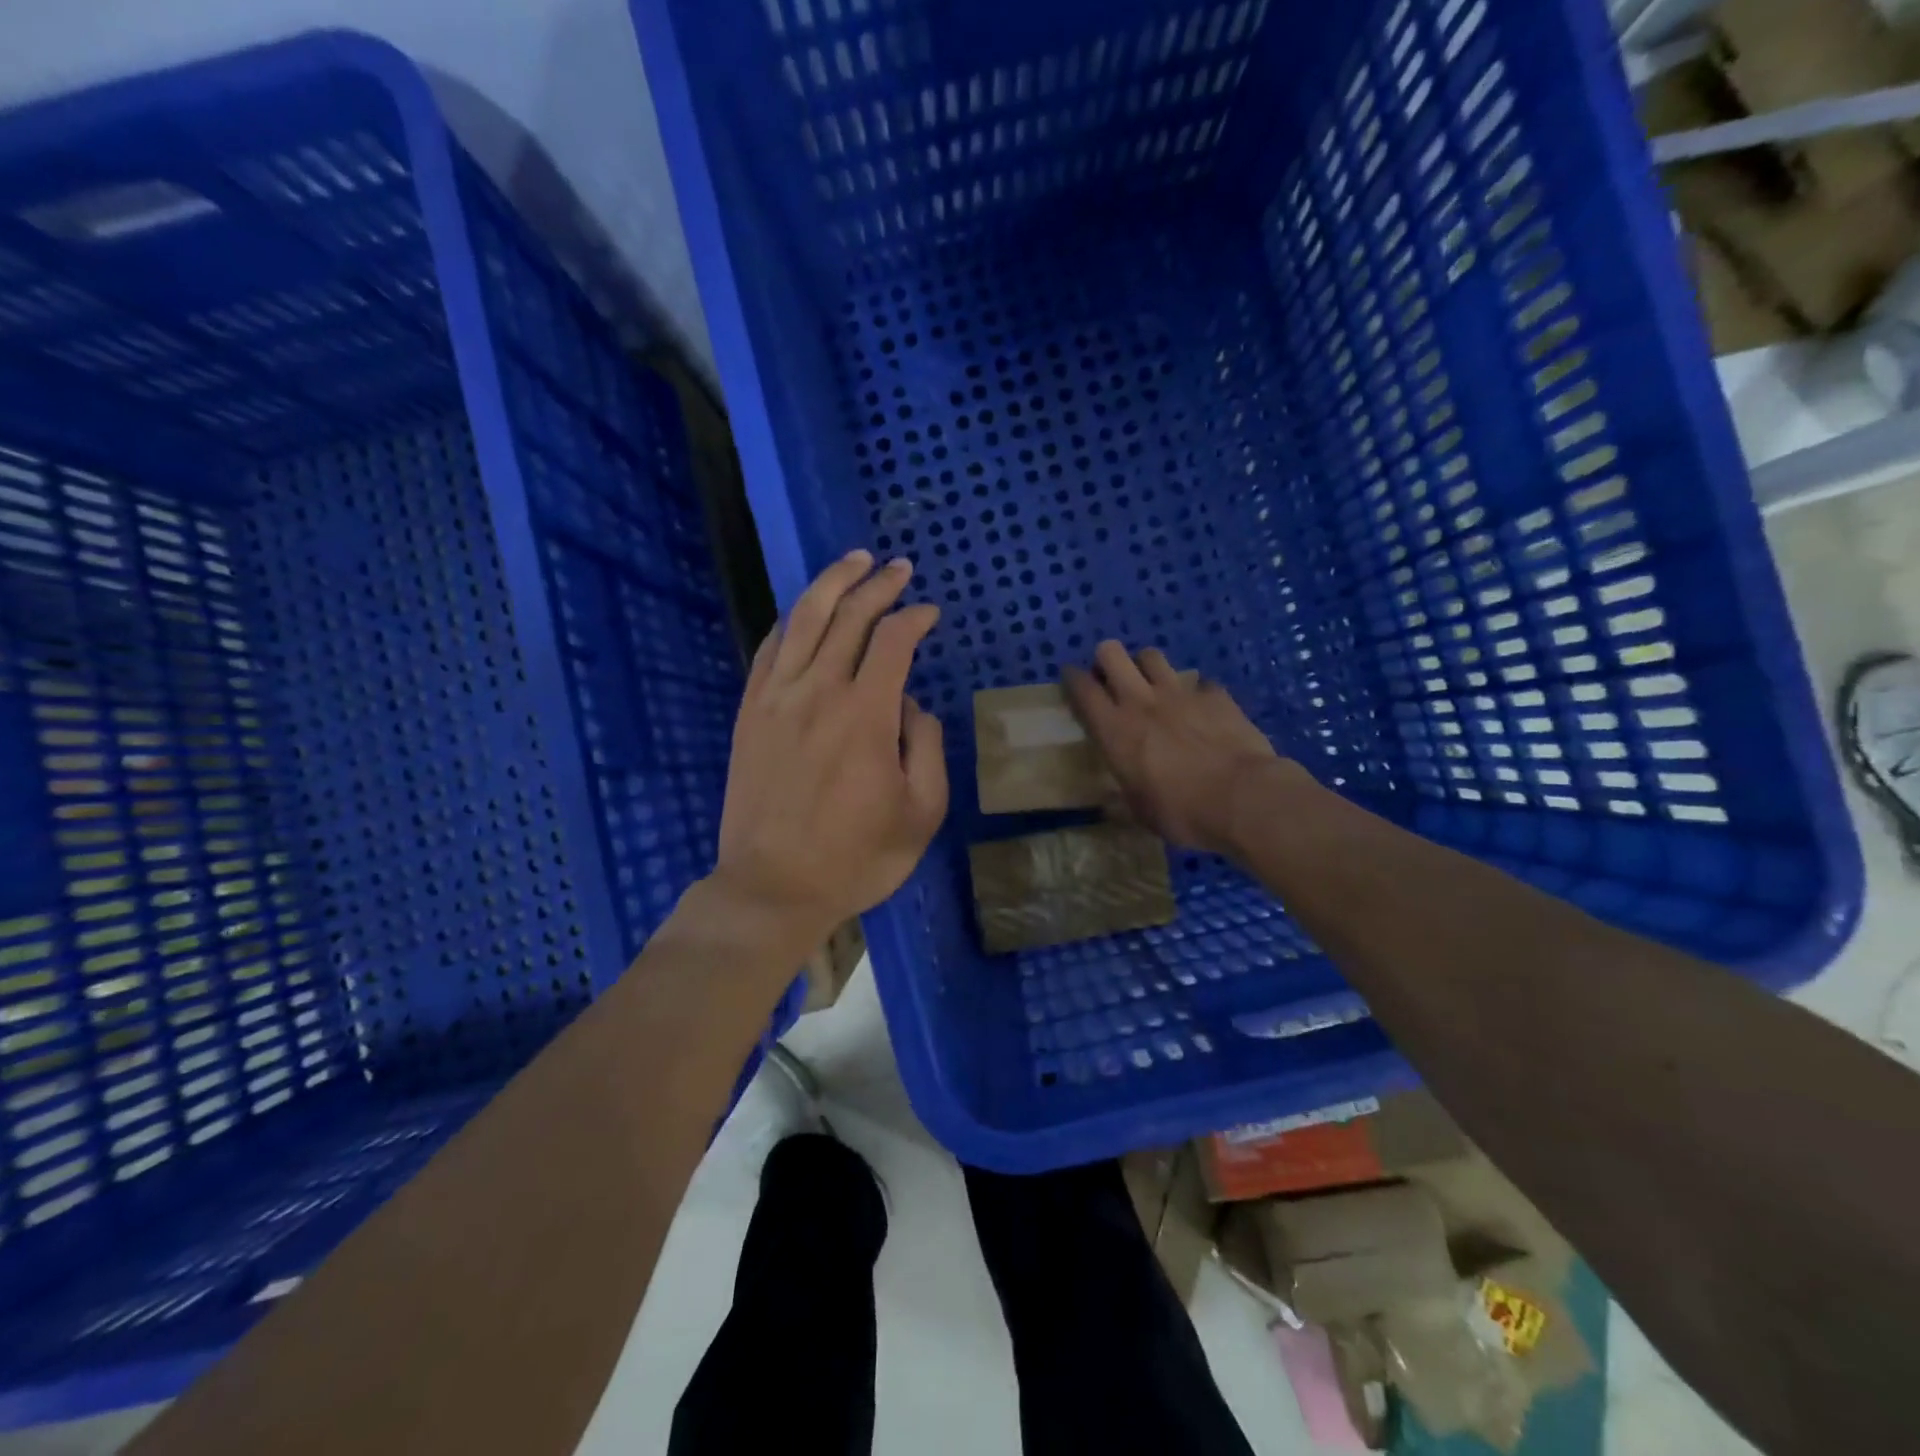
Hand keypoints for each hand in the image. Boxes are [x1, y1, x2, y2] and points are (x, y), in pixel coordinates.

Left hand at [712, 550, 947, 950]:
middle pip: (849, 616)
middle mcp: (819, 691)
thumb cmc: (857, 857)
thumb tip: (912, 706)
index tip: (931, 613)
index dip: (916, 618)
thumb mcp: (922, 813)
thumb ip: (926, 747)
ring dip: (832, 583)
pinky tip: (803, 611)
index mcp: (866, 715)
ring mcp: (776, 699)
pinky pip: (769, 649)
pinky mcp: (750, 713)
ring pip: (803, 619)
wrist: (773, 887)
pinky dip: (790, 621)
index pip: (894, 641)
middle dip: (878, 584)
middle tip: (898, 568)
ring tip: (854, 561)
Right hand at [1063, 642, 1282, 856]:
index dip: (1072, 678)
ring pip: (1152, 656)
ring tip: (1152, 685)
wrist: (1243, 799)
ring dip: (1146, 667)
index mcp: (1114, 730)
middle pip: (1112, 654)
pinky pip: (1199, 682)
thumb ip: (1124, 792)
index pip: (1082, 689)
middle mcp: (1141, 701)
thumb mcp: (1140, 810)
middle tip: (1112, 678)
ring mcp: (1180, 693)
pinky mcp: (1216, 696)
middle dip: (1107, 659)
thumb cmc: (1182, 812)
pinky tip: (1202, 708)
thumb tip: (1113, 798)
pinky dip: (1196, 692)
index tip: (1072, 678)